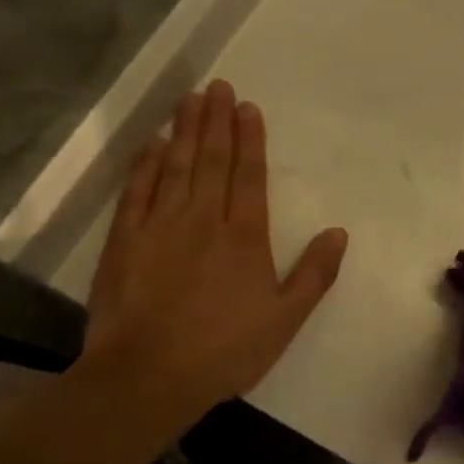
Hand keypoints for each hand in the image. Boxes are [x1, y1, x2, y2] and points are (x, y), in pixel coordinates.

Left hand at [72, 81, 348, 431]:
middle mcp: (203, 219)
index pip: (249, 175)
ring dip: (185, 130)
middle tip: (218, 86)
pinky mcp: (125, 240)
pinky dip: (146, 163)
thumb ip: (315, 274)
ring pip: (176, 165)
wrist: (146, 376)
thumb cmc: (224, 351)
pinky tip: (153, 142)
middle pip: (212, 160)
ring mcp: (160, 225)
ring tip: (190, 98)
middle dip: (217, 121)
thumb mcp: (285, 320)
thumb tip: (338, 232)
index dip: (250, 138)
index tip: (247, 107)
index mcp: (244, 236)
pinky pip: (137, 190)